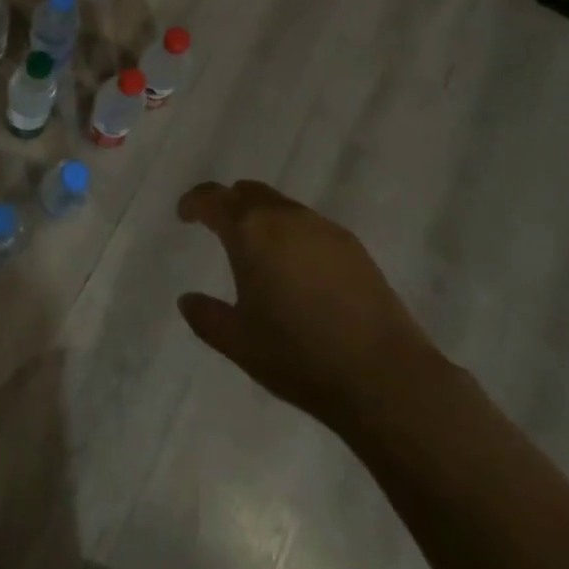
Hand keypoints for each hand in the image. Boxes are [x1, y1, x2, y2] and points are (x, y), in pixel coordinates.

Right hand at [177, 180, 441, 433]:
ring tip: (259, 252)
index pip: (213, 198)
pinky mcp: (352, 245)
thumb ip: (206, 317)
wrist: (383, 375)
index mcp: (250, 231)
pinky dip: (292, 234)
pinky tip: (298, 270)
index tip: (185, 214)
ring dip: (262, 218)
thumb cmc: (298, 356)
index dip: (194, 202)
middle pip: (248, 193)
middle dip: (229, 204)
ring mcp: (322, 228)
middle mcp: (285, 217)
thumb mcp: (239, 343)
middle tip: (218, 227)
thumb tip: (187, 299)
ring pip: (281, 206)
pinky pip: (309, 226)